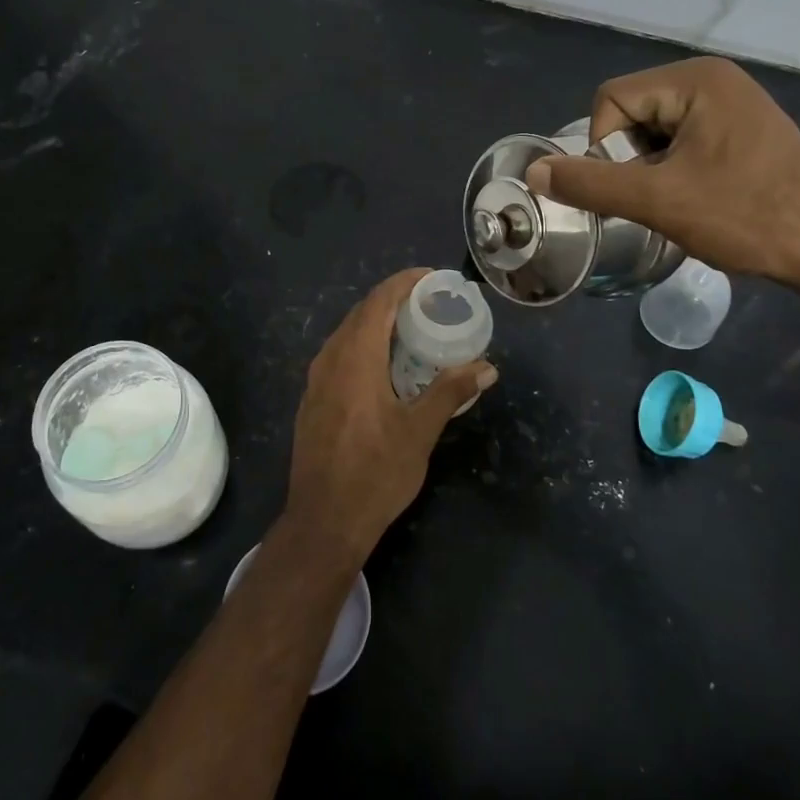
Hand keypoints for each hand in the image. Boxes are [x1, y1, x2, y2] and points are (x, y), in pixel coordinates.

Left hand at [283, 269, 496, 561]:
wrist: (323, 521)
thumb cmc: (374, 474)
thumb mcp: (419, 432)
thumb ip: (450, 392)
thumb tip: (486, 368)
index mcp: (355, 359)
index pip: (379, 302)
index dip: (404, 283)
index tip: (432, 278)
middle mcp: (330, 360)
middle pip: (361, 314)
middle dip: (395, 301)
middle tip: (431, 304)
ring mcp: (316, 380)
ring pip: (348, 334)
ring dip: (378, 324)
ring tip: (413, 330)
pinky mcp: (312, 399)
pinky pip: (340, 355)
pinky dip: (364, 346)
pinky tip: (385, 366)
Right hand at [525, 58, 799, 300]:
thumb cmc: (746, 216)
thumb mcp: (657, 201)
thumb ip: (589, 183)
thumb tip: (534, 170)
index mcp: (696, 80)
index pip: (610, 100)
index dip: (605, 148)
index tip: (635, 188)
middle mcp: (714, 79)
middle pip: (631, 112)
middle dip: (630, 159)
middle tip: (657, 198)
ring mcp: (733, 103)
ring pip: (655, 130)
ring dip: (651, 168)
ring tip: (679, 202)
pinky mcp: (743, 129)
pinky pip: (684, 139)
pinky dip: (675, 169)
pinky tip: (698, 199)